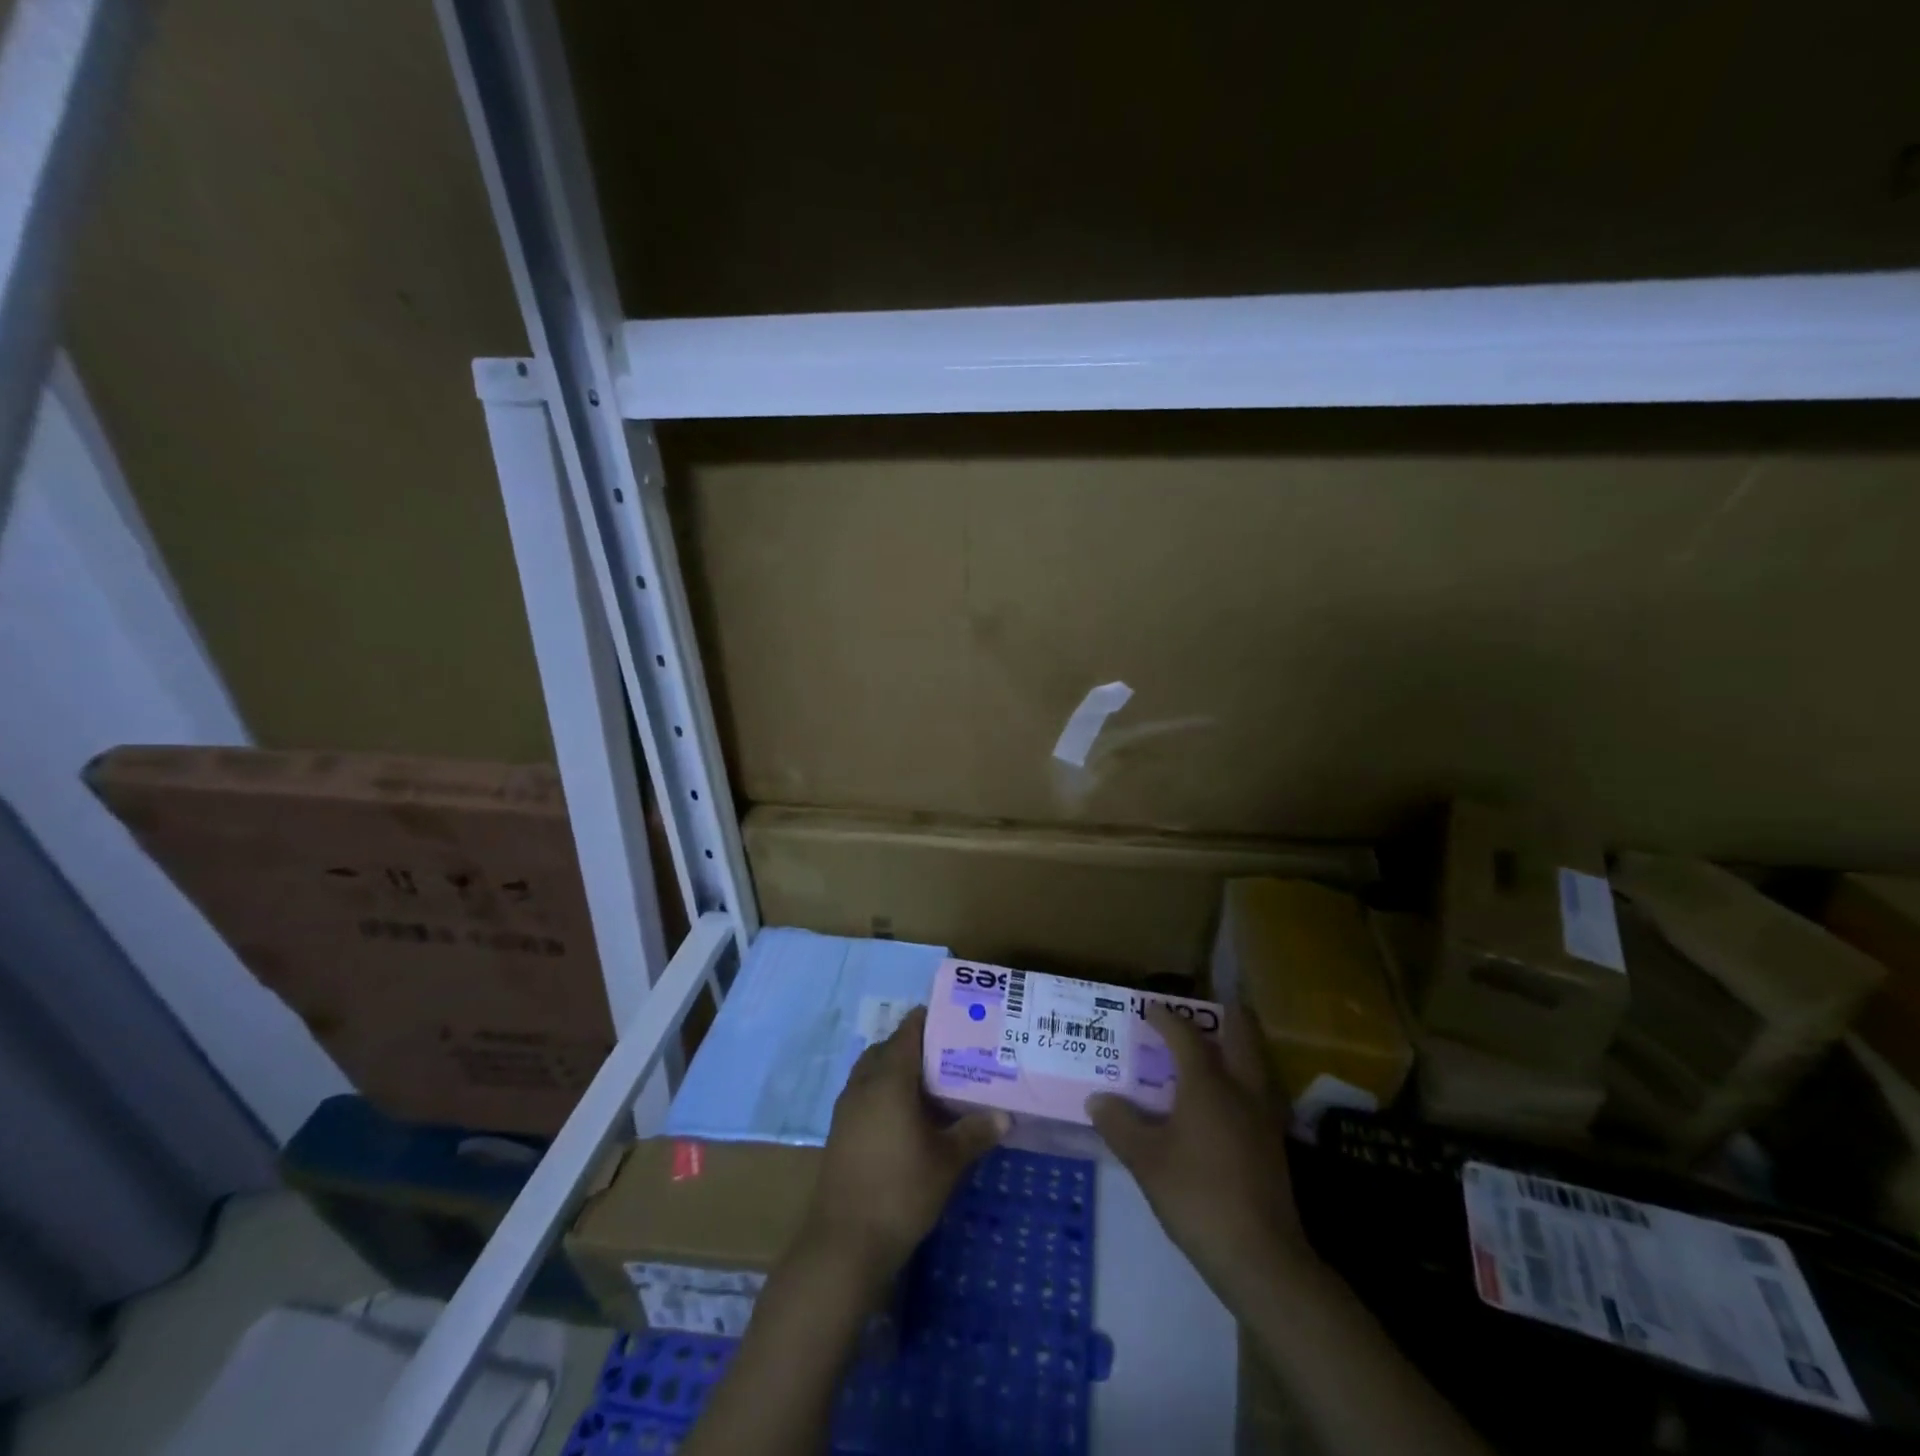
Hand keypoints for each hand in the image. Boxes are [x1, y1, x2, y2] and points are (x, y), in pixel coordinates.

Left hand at [804, 1006, 1007, 1283]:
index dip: (929, 1020)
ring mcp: (847, 1108)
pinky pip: (866, 1093)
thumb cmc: (901, 1191)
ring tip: (934, 1082)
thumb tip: (1005, 1116)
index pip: (908, 1032)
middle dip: (916, 1045)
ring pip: (874, 1071)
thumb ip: (975, 1132)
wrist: (845, 1243)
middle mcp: (863, 1084)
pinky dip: (886, 1091)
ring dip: (898, 1069)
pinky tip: (909, 1116)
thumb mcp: (947, 1162)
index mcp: (888, 1078)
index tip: (956, 1019)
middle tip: (950, 1052)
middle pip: (888, 1048)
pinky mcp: (841, 1131)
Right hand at [1087, 1004, 1310, 1299]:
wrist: (1261, 1257)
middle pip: (1240, 1034)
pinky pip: (1258, 1091)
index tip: (1148, 1009)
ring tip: (1211, 1049)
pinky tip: (1225, 1100)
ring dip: (1236, 1046)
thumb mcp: (1146, 1161)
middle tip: (1199, 1012)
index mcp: (1208, 1084)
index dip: (1165, 1017)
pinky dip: (1242, 1079)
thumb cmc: (1197, 1196)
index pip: (1185, 1035)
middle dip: (1222, 1016)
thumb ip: (1120, 1124)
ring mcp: (1264, 1116)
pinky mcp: (1274, 1143)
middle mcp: (1241, 1089)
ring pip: (1255, 1061)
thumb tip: (1098, 1099)